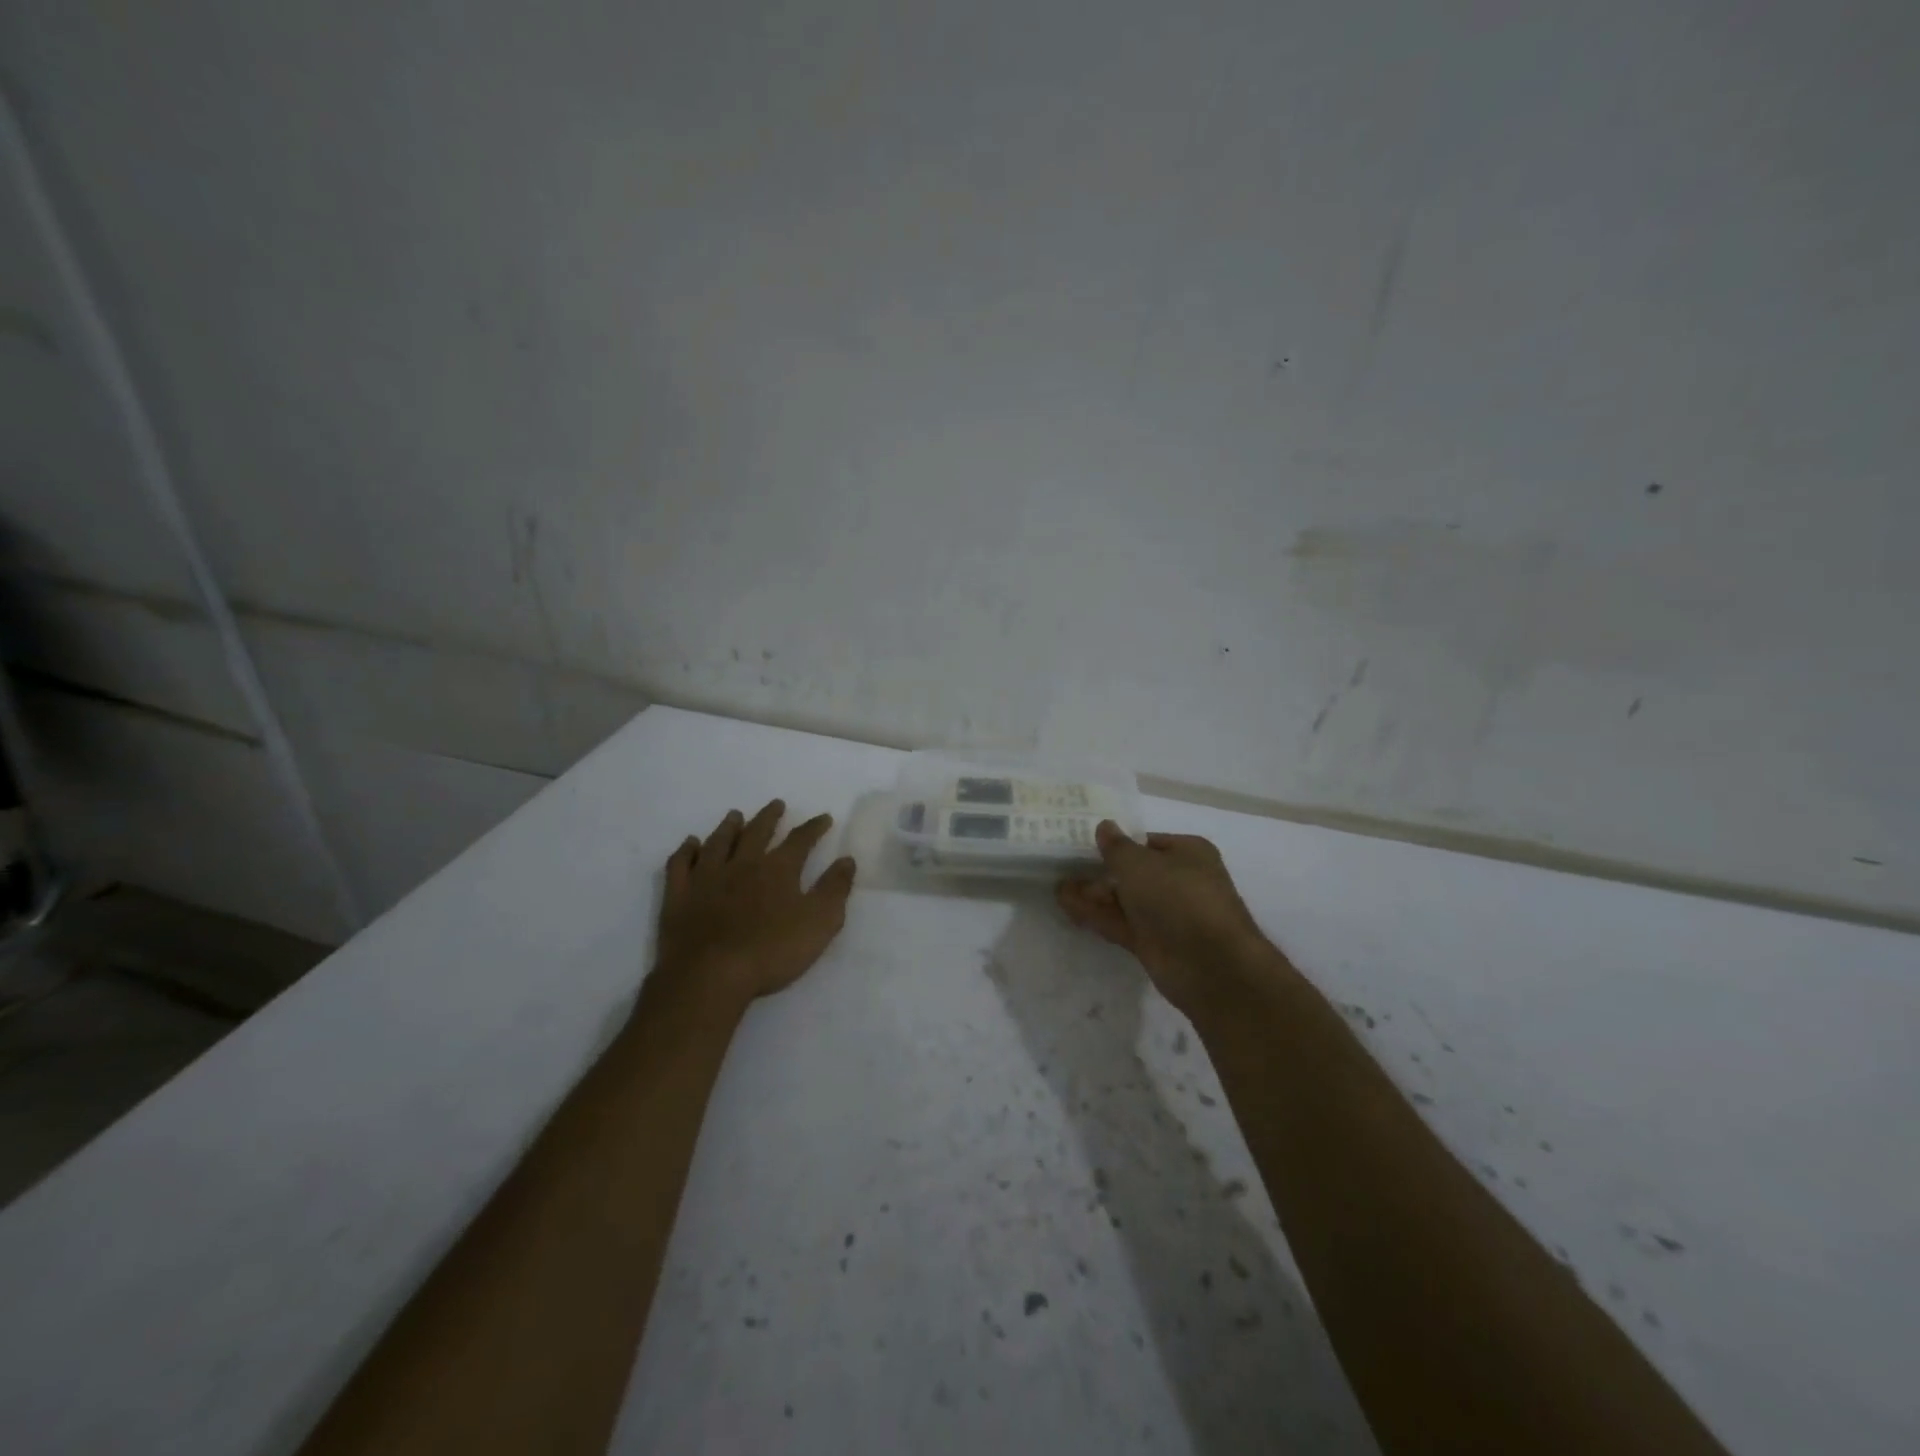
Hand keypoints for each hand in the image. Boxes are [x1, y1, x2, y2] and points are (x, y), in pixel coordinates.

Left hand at [653, 800, 856, 1010]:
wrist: (710, 975)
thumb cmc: (771, 951)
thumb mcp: (820, 923)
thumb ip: (834, 889)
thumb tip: (846, 860)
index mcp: (778, 869)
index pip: (800, 840)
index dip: (814, 827)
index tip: (824, 818)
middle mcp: (742, 864)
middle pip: (757, 832)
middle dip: (769, 817)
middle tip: (776, 804)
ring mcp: (707, 877)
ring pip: (719, 842)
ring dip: (729, 827)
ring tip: (735, 815)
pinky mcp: (679, 895)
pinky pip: (680, 864)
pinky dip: (686, 850)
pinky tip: (690, 844)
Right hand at [1056, 822, 1282, 1019]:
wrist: (1209, 964)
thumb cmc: (1178, 897)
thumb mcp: (1139, 863)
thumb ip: (1116, 847)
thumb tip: (1104, 826)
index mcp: (1187, 853)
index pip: (1147, 843)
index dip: (1118, 843)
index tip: (1085, 842)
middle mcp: (1179, 881)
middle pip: (1134, 872)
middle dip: (1101, 871)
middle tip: (1065, 866)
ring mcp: (1166, 915)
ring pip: (1124, 899)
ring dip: (1093, 894)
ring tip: (1057, 887)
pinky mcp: (1153, 943)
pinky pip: (1119, 923)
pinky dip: (1095, 915)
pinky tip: (1067, 907)